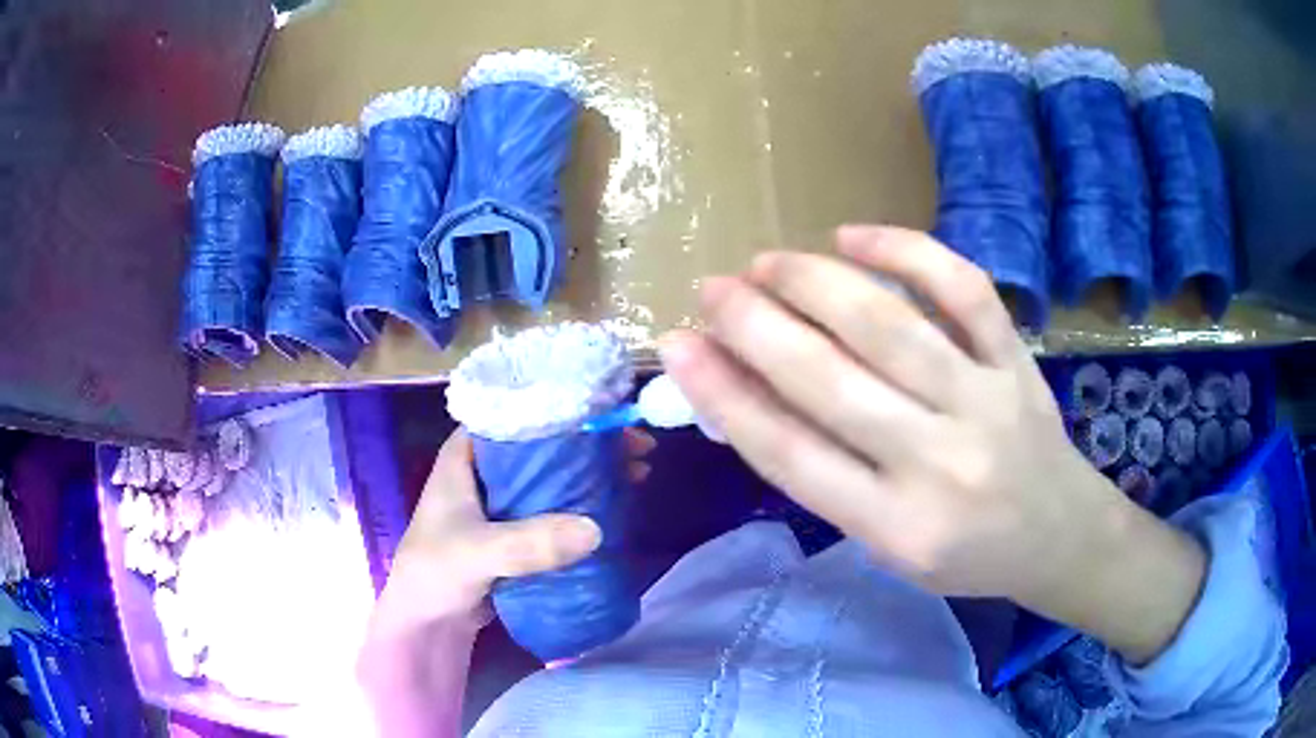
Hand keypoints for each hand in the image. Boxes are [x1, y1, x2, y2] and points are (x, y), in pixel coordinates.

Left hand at [371, 428, 654, 637]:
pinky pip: (555, 511)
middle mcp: (485, 472)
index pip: (516, 416)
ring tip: (637, 473)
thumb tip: (594, 529)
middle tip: (636, 449)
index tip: (609, 419)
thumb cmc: (434, 574)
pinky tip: (615, 508)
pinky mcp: (515, 534)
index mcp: (466, 456)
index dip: (563, 413)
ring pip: (553, 478)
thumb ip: (527, 543)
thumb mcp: (475, 553)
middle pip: (543, 445)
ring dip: (591, 475)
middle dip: (589, 445)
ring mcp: (501, 504)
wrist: (426, 623)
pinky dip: (584, 507)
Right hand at [660, 225, 1204, 662]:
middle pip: (831, 383)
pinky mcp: (1017, 360)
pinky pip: (963, 290)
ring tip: (767, 262)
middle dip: (756, 327)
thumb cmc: (964, 555)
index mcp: (895, 528)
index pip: (790, 453)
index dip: (724, 394)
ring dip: (815, 284)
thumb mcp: (885, 546)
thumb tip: (749, 394)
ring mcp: (985, 403)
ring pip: (890, 327)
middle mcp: (939, 465)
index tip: (677, 346)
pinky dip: (907, 251)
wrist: (1059, 536)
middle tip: (712, 289)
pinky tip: (854, 234)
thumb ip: (826, 477)